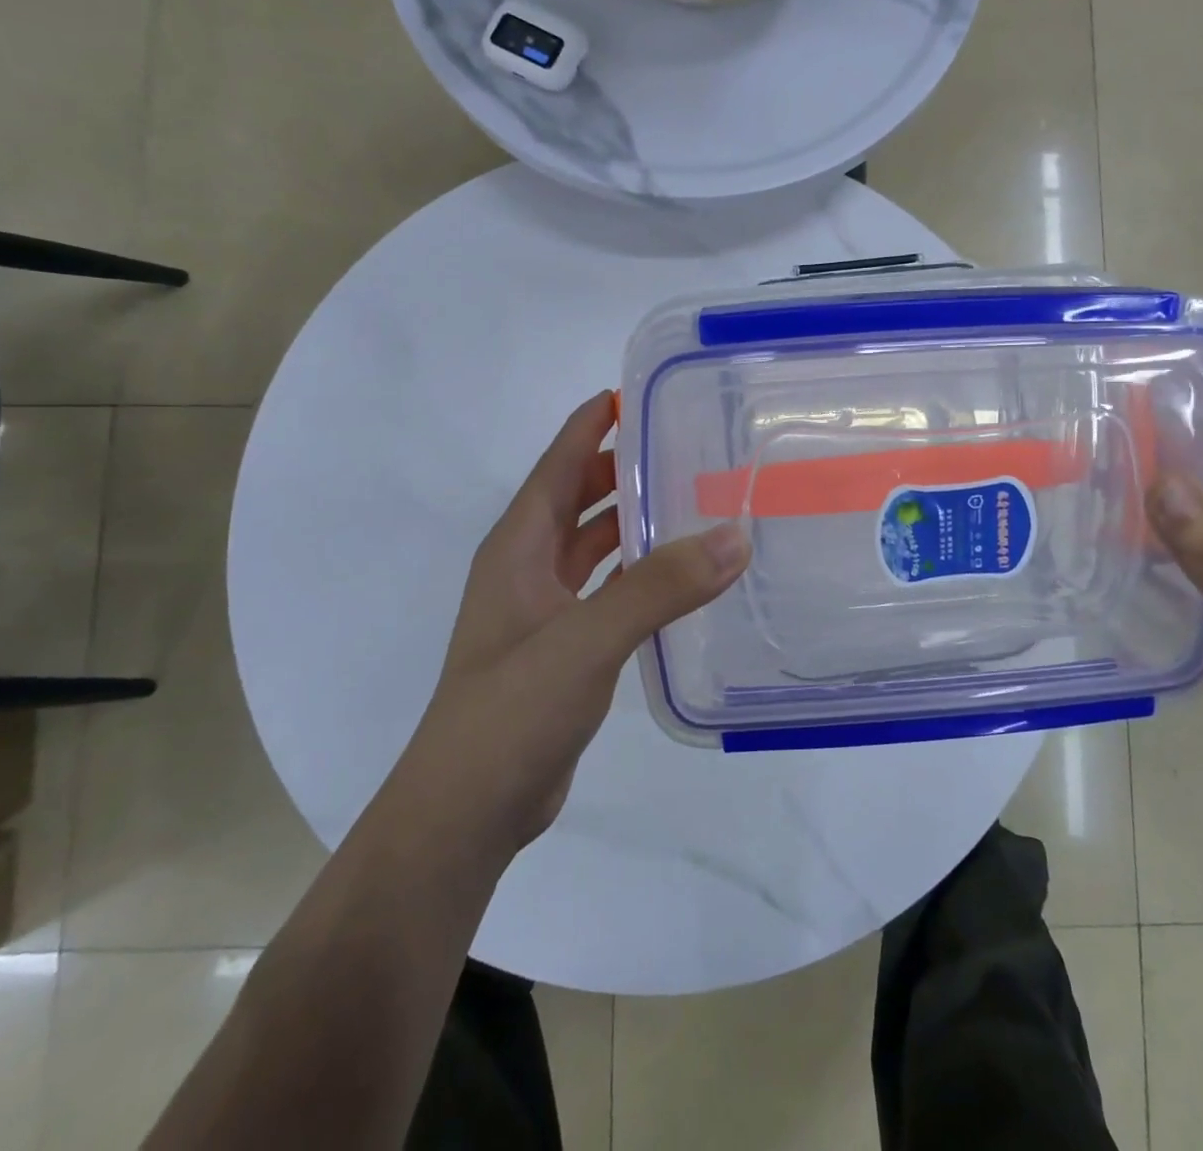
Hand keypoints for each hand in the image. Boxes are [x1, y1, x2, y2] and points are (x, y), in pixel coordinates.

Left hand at [417, 392, 750, 849]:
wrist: (468, 810)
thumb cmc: (511, 711)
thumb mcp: (586, 639)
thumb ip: (659, 587)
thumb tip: (734, 536)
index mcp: (518, 546)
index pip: (558, 463)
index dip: (592, 424)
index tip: (636, 392)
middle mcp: (528, 567)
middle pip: (577, 497)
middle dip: (622, 466)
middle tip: (684, 444)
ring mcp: (544, 609)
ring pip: (594, 544)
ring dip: (634, 520)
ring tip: (692, 500)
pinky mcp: (564, 646)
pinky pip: (608, 588)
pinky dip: (639, 572)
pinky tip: (680, 575)